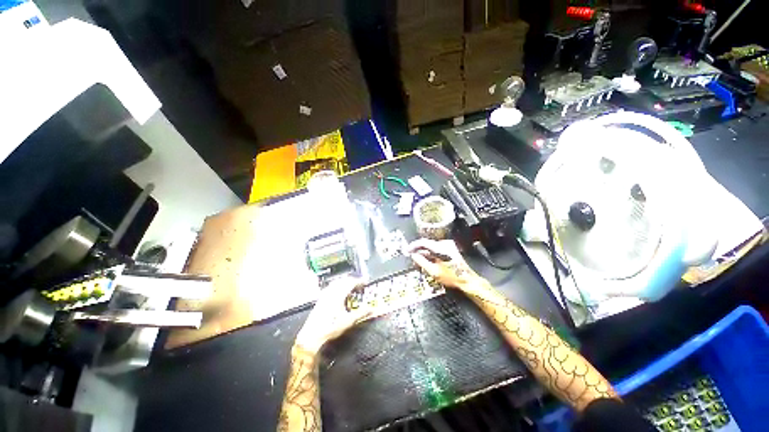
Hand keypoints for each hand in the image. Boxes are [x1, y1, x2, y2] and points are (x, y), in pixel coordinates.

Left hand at [294, 277, 371, 353]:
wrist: (312, 335)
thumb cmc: (330, 327)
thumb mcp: (348, 321)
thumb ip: (361, 314)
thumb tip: (371, 309)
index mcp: (339, 294)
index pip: (351, 282)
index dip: (359, 281)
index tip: (366, 282)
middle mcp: (332, 292)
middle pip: (344, 280)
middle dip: (353, 280)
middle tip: (360, 284)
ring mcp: (325, 294)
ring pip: (337, 282)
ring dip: (345, 282)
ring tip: (351, 286)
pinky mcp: (321, 299)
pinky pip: (331, 286)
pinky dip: (338, 285)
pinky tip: (339, 292)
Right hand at [407, 239, 487, 292]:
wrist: (467, 280)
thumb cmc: (452, 277)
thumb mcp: (434, 271)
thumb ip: (421, 262)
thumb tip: (413, 255)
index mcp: (440, 247)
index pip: (422, 242)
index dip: (413, 246)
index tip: (407, 250)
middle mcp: (444, 244)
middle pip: (427, 244)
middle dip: (418, 250)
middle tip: (411, 256)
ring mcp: (448, 246)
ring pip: (431, 247)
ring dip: (424, 253)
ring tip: (418, 261)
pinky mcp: (450, 249)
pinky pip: (436, 249)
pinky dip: (430, 254)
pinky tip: (427, 261)